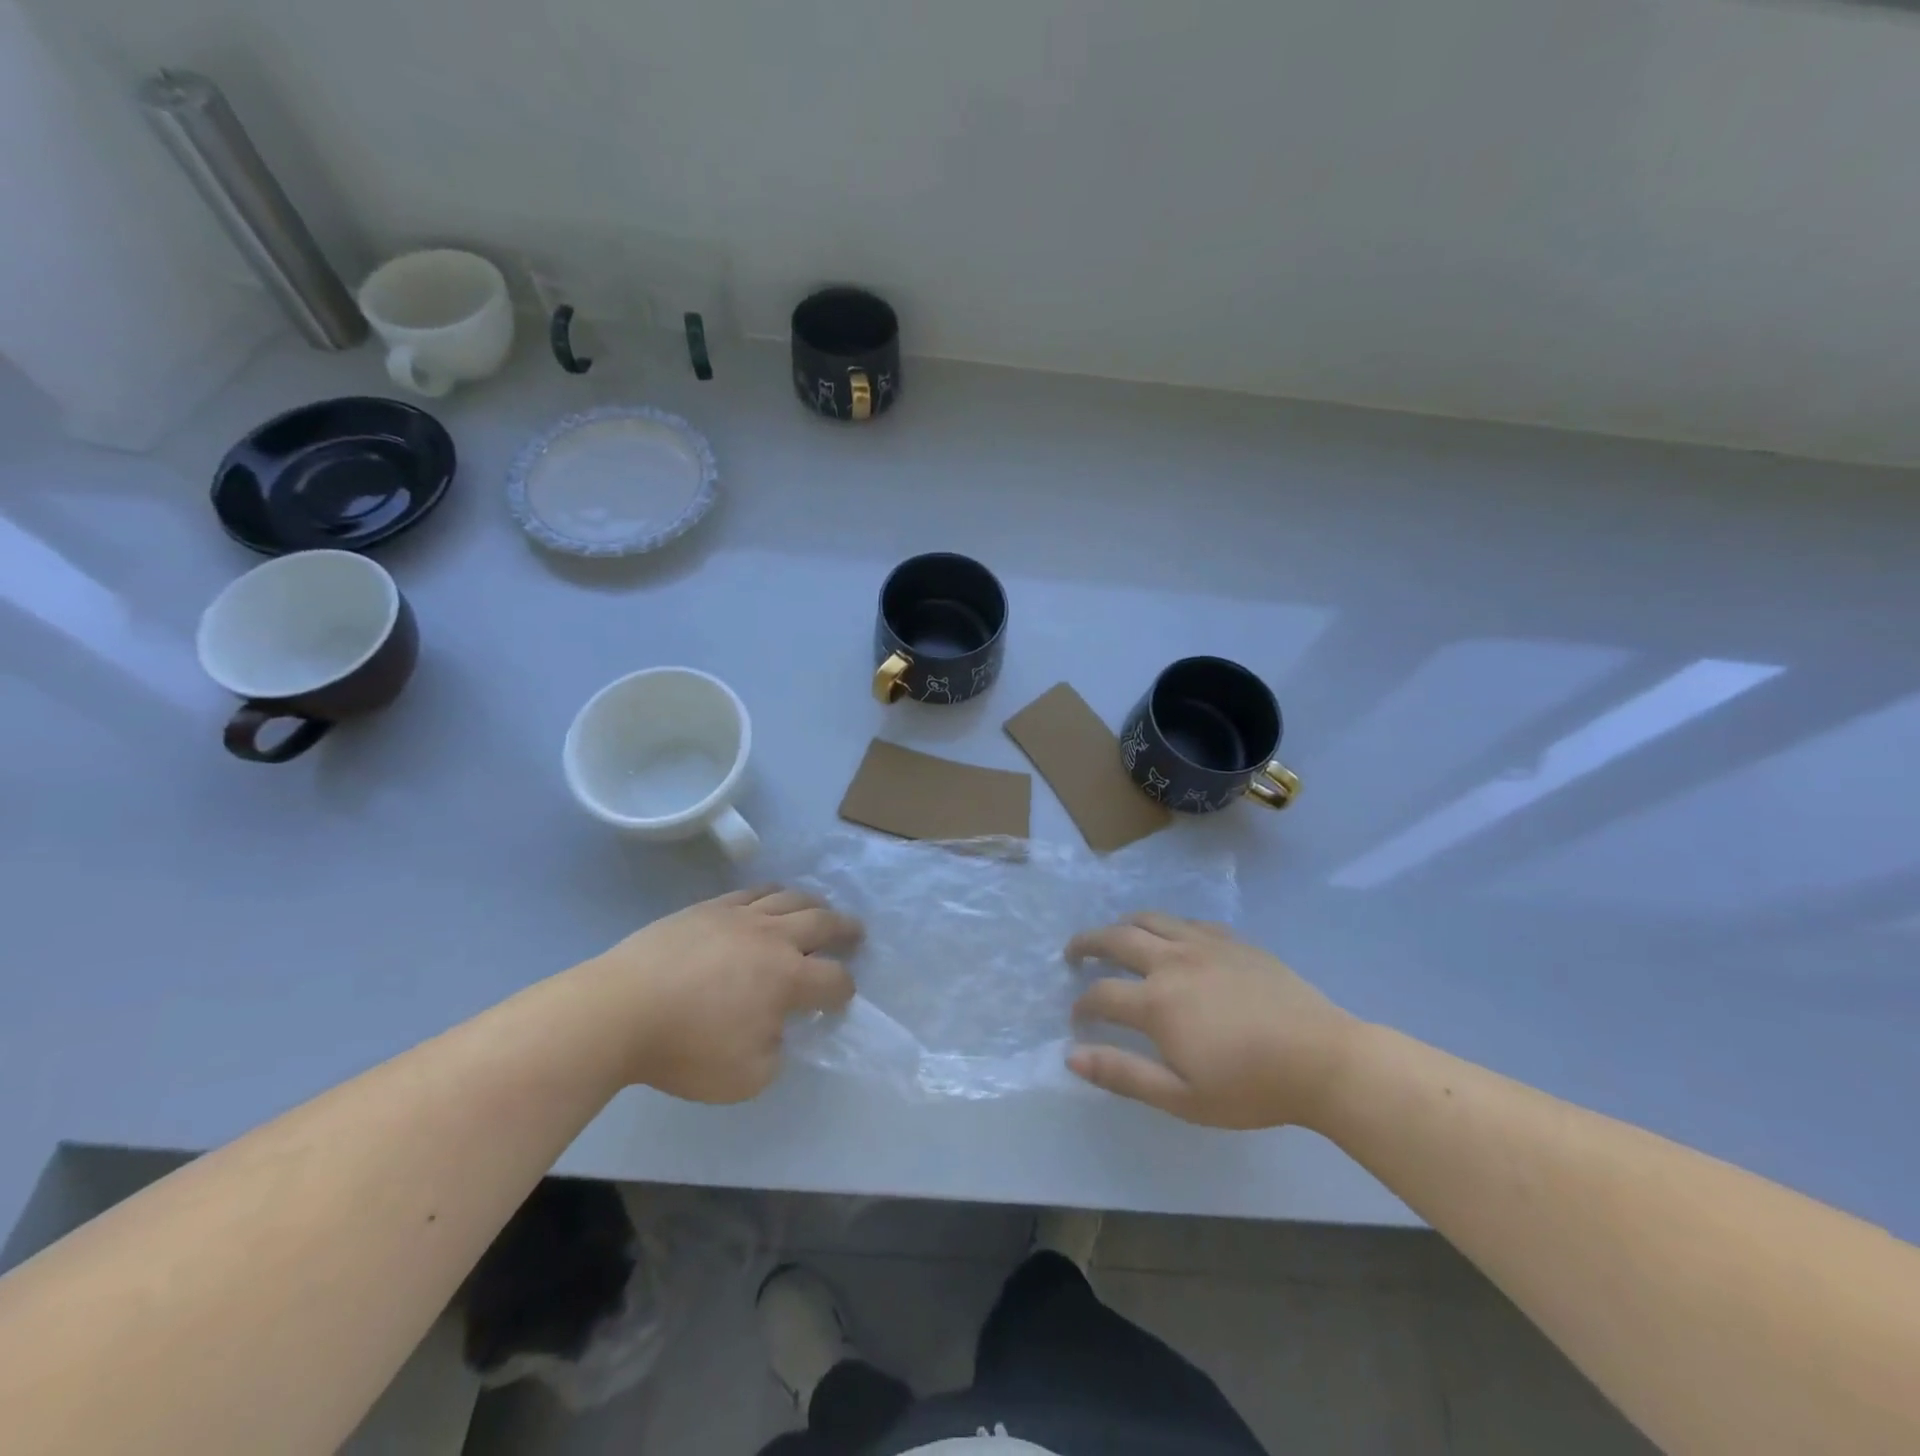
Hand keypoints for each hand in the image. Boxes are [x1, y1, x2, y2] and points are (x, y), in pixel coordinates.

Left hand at [582, 886, 861, 1102]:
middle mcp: (772, 939)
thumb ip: (775, 1054)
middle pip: (822, 923)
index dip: (844, 991)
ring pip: (789, 898)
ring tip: (819, 908)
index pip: (834, 980)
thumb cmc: (683, 1050)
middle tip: (856, 933)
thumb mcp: (744, 1078)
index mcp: (787, 979)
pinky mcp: (708, 908)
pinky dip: (770, 893)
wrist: (619, 1011)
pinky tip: (769, 899)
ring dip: (812, 903)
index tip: (841, 999)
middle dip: (845, 929)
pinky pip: (750, 892)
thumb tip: (778, 1031)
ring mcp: (739, 917)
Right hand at [1065, 912, 1358, 1129]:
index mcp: (1157, 1002)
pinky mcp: (1233, 941)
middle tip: (1073, 953)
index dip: (1082, 1005)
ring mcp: (1204, 945)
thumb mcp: (1182, 1097)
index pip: (1102, 994)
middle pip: (1116, 939)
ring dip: (1123, 925)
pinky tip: (1172, 940)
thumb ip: (1123, 1074)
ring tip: (1114, 936)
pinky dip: (1168, 926)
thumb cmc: (1251, 1087)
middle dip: (1087, 943)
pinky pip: (1189, 922)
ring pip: (1151, 919)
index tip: (1078, 1018)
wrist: (1323, 1060)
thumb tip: (1071, 1056)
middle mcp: (1172, 962)